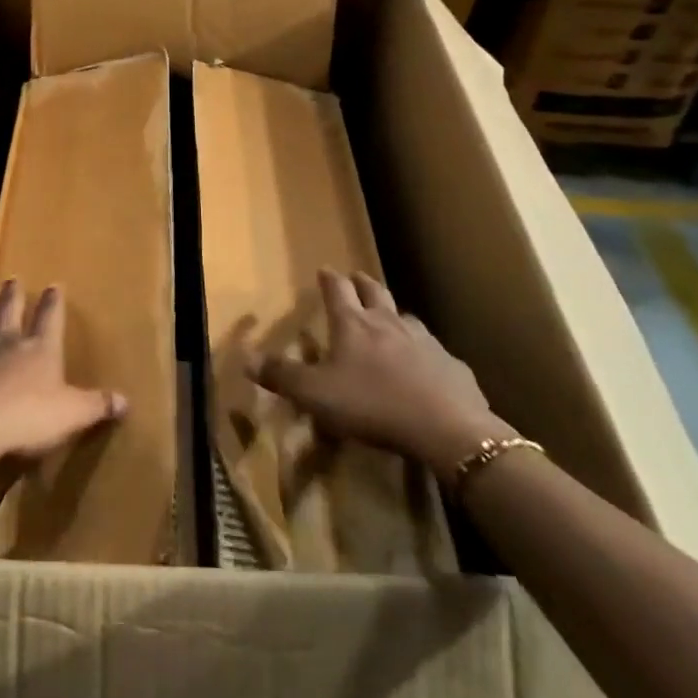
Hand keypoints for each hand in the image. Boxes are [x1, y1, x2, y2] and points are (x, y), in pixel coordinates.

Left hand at [0, 280, 126, 467]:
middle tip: (12, 279)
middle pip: (9, 310)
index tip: (54, 285)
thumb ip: (97, 405)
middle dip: (13, 294)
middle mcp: (6, 342)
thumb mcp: (71, 414)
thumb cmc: (26, 417)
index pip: (50, 317)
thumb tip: (126, 400)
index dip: (53, 302)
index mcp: (39, 348)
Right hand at [250, 269, 512, 481]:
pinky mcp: (452, 365)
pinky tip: (426, 367)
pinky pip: (434, 352)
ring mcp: (424, 341)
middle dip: (362, 283)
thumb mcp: (316, 395)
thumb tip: (244, 356)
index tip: (324, 269)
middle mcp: (388, 323)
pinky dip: (424, 352)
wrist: (446, 428)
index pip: (337, 290)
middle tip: (356, 277)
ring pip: (406, 318)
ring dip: (394, 315)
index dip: (329, 279)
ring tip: (390, 320)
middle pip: (374, 292)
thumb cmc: (372, 405)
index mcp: (353, 325)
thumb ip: (281, 375)